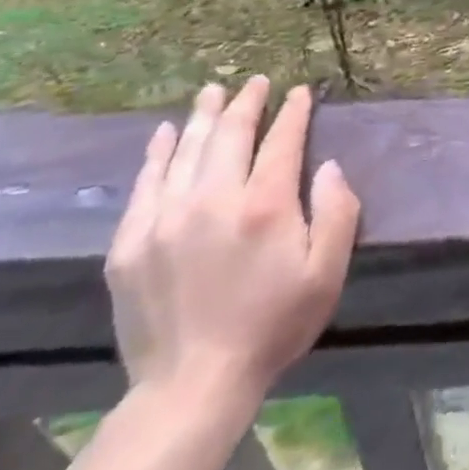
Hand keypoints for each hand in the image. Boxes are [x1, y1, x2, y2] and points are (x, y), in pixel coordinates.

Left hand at [105, 77, 360, 414]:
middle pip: (231, 134)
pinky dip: (158, 152)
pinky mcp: (131, 242)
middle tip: (255, 82)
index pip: (282, 141)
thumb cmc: (271, 327)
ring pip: (187, 150)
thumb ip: (337, 213)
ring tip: (212, 92)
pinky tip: (166, 133)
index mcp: (265, 206)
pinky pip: (145, 183)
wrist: (191, 387)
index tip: (300, 93)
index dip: (293, 112)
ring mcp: (166, 218)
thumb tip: (329, 165)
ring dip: (204, 116)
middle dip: (247, 103)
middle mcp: (213, 199)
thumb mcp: (326, 275)